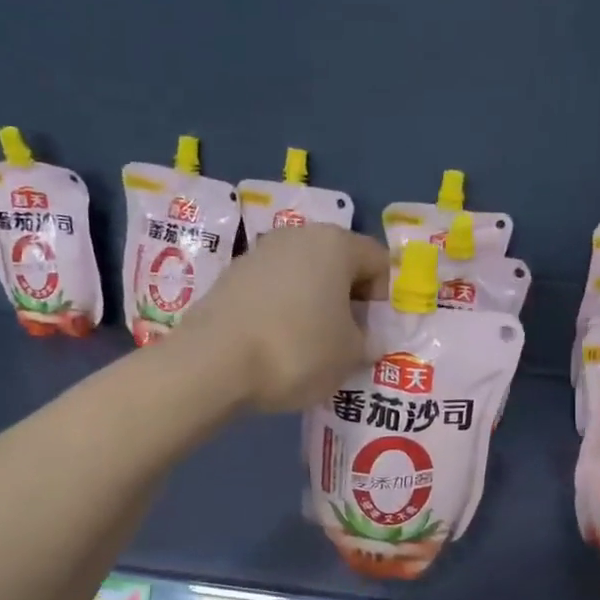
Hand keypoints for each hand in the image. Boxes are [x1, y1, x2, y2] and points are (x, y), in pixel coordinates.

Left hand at [173, 225, 390, 411]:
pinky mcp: (230, 278)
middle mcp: (297, 237)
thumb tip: (365, 339)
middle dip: (349, 301)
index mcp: (335, 243)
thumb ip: (367, 342)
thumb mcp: (350, 355)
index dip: (385, 299)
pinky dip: (283, 313)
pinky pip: (273, 292)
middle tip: (349, 342)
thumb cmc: (298, 350)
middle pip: (339, 265)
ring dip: (315, 307)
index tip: (375, 334)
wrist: (214, 363)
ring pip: (303, 278)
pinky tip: (278, 346)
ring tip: (312, 348)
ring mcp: (259, 254)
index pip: (378, 261)